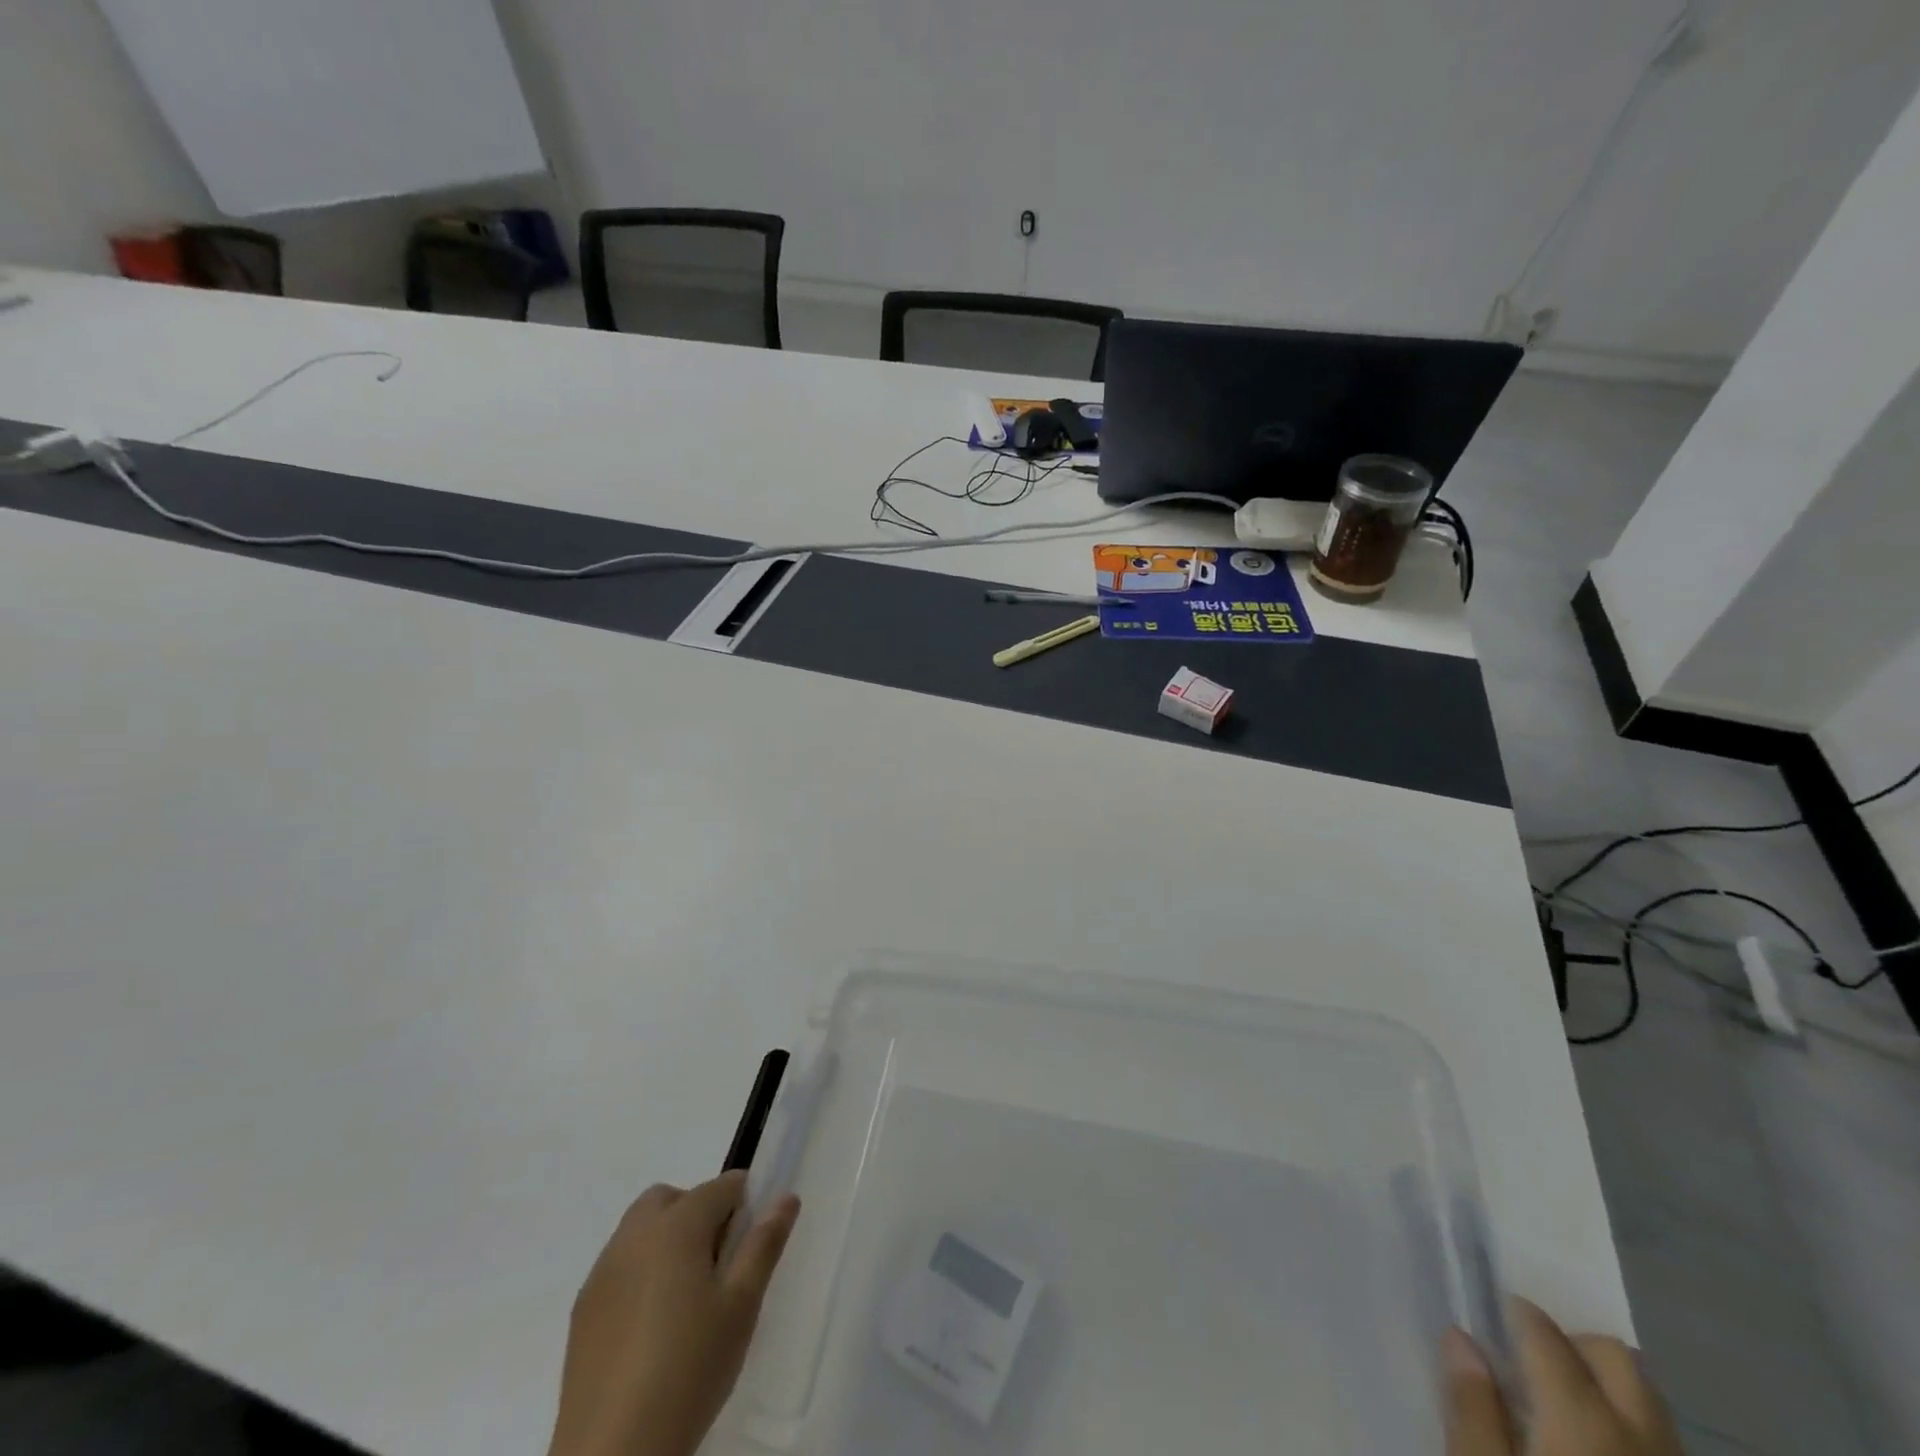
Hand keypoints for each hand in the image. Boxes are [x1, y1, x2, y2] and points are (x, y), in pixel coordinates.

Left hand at [548, 1172, 801, 1455]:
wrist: (613, 1453)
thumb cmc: (690, 1368)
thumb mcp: (742, 1306)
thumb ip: (764, 1244)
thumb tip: (786, 1197)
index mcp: (677, 1225)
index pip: (722, 1187)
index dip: (745, 1204)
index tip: (753, 1243)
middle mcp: (635, 1235)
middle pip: (672, 1198)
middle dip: (698, 1213)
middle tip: (718, 1265)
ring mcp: (603, 1272)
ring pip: (641, 1229)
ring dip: (666, 1240)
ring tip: (686, 1298)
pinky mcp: (582, 1309)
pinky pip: (619, 1266)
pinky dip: (640, 1273)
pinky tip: (652, 1326)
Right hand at [1445, 1298, 1682, 1455]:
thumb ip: (1472, 1405)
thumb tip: (1460, 1336)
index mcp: (1583, 1415)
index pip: (1542, 1330)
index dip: (1507, 1311)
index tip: (1482, 1313)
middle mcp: (1640, 1432)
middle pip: (1613, 1353)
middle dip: (1569, 1341)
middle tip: (1524, 1360)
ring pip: (1646, 1397)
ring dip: (1603, 1384)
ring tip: (1559, 1402)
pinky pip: (1659, 1437)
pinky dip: (1626, 1423)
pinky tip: (1593, 1440)